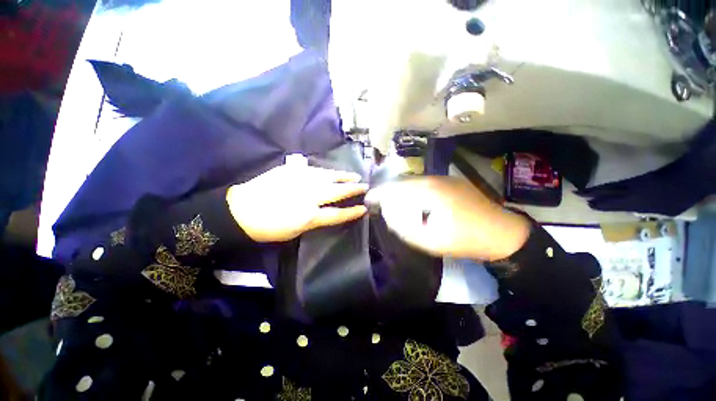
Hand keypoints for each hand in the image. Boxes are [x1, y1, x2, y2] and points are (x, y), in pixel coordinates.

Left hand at [226, 164, 367, 241]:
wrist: (242, 210)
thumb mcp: (295, 230)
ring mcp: (300, 180)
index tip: (364, 208)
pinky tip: (332, 172)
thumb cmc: (269, 227)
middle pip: (336, 191)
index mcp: (309, 215)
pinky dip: (326, 172)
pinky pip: (314, 170)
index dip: (352, 212)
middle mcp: (309, 196)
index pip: (337, 213)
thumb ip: (314, 219)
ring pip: (328, 177)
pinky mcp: (292, 171)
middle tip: (364, 186)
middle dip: (353, 189)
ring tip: (354, 176)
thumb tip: (326, 210)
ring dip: (343, 176)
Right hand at [366, 177, 530, 260]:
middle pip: (404, 182)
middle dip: (389, 191)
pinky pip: (425, 183)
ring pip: (414, 182)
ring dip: (401, 190)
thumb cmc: (466, 239)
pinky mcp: (451, 183)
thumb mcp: (431, 241)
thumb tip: (389, 215)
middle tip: (380, 203)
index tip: (369, 199)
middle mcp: (435, 180)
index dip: (380, 193)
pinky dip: (413, 190)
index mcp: (430, 192)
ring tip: (393, 202)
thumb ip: (405, 228)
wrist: (502, 233)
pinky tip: (412, 200)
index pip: (397, 188)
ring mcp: (445, 179)